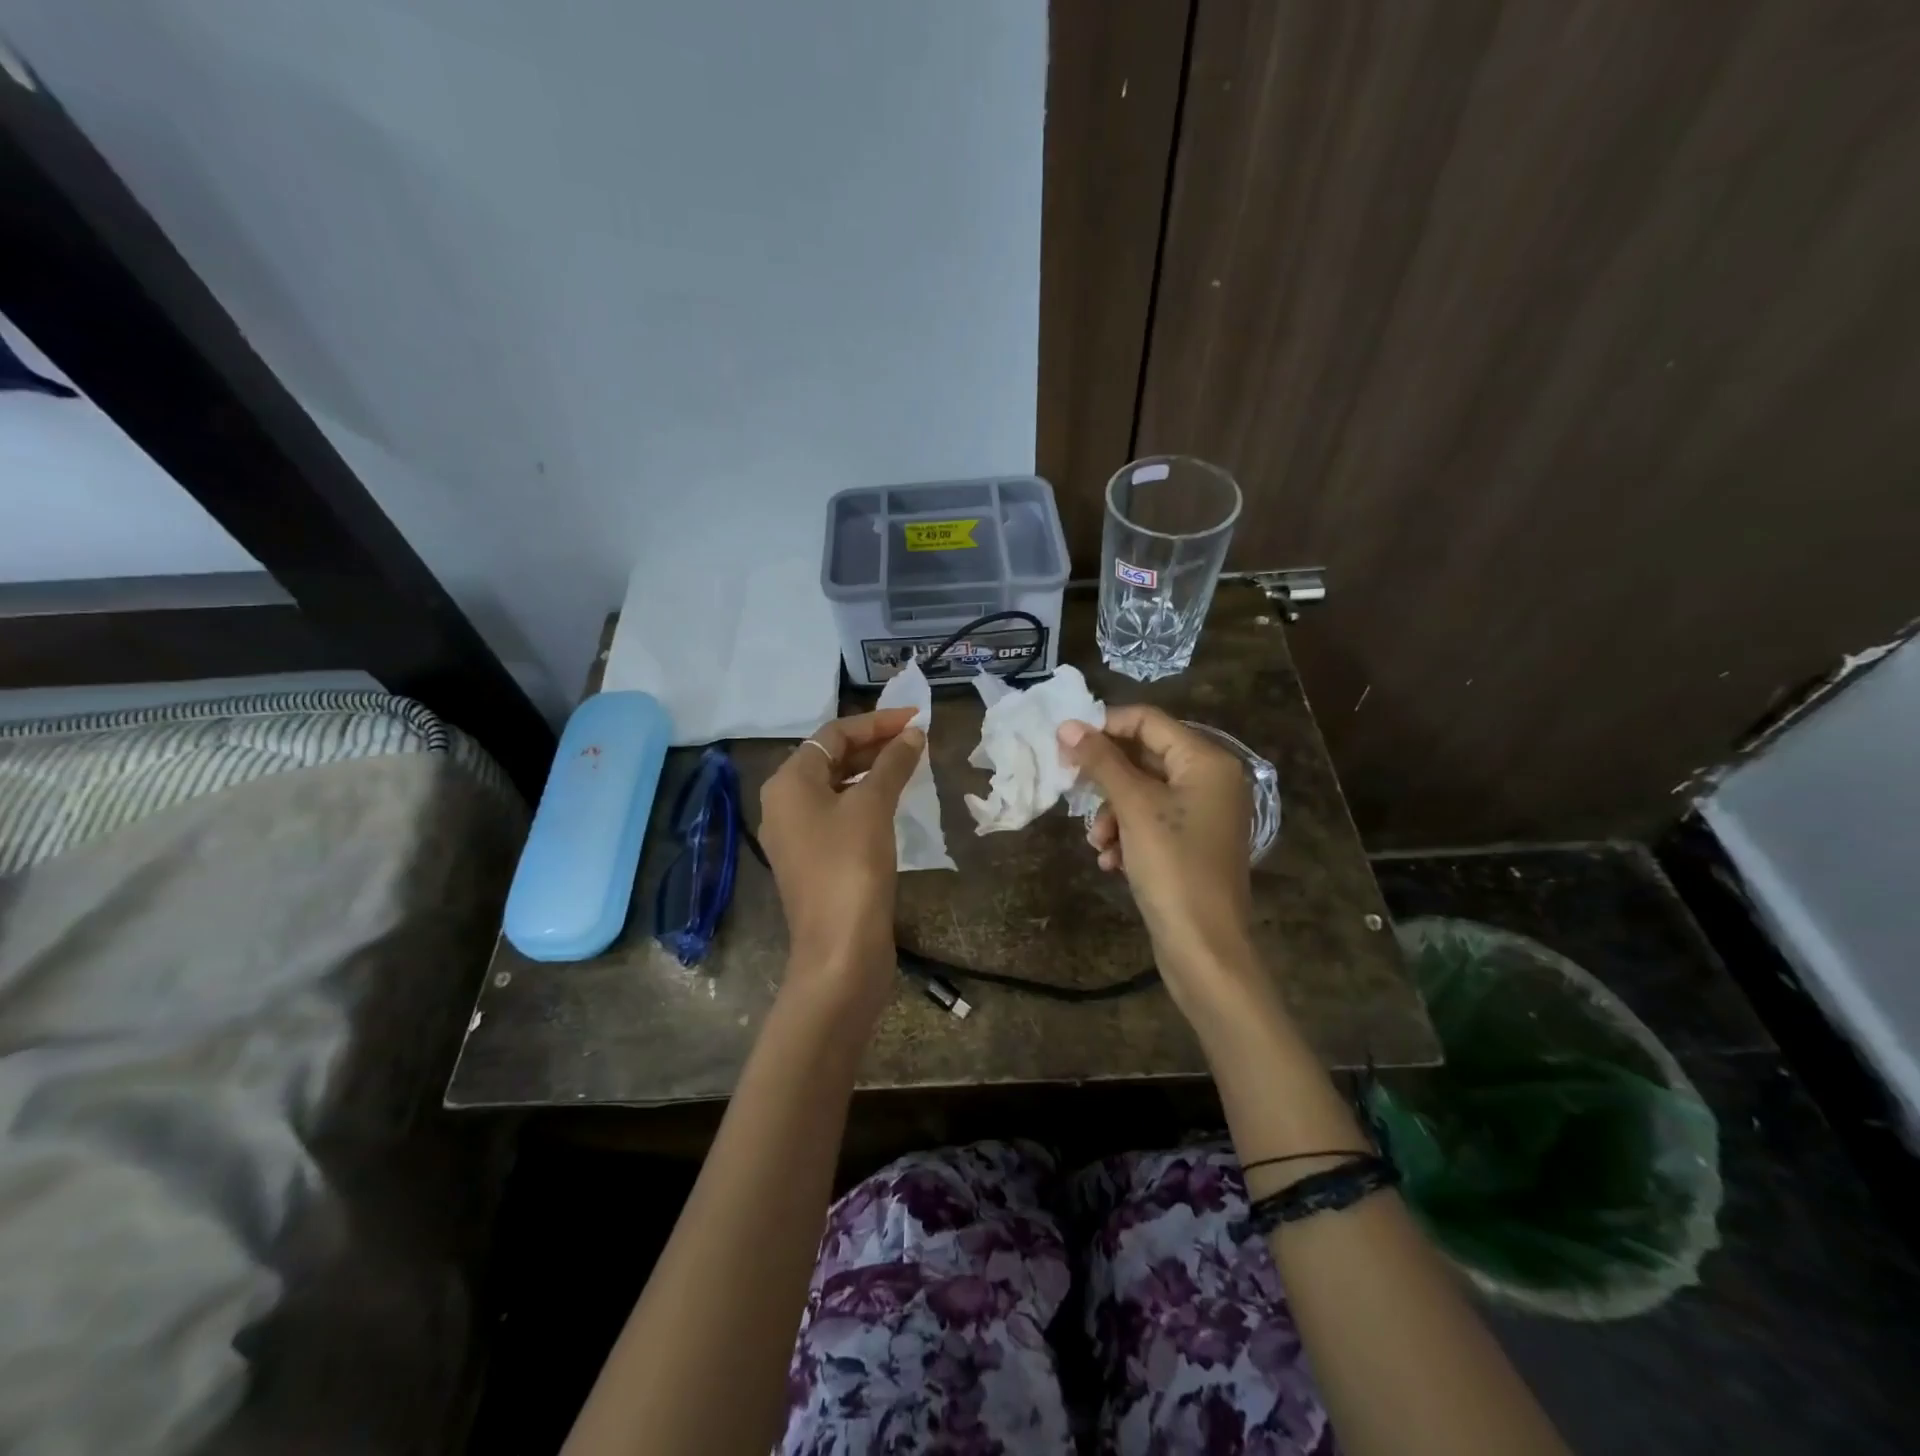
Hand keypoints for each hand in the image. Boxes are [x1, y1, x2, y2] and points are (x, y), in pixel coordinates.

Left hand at [757, 707, 923, 1017]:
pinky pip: (839, 814)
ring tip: (911, 765)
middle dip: (874, 745)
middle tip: (917, 739)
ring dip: (872, 772)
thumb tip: (914, 734)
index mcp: (788, 783)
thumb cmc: (851, 866)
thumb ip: (893, 764)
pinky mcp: (814, 861)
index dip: (876, 722)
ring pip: (836, 787)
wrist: (840, 950)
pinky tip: (894, 803)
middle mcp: (783, 804)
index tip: (916, 719)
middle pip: (831, 758)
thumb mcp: (873, 806)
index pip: (833, 735)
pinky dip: (866, 800)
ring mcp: (797, 835)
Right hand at [1058, 707, 1256, 1006]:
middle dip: (1106, 778)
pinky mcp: (1190, 843)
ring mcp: (1202, 813)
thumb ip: (1101, 761)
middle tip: (1070, 787)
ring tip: (1097, 842)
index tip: (1064, 743)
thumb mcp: (1134, 807)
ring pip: (1141, 792)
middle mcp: (1210, 779)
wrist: (1204, 948)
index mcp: (1206, 760)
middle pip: (1143, 756)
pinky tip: (1111, 862)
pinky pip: (1149, 822)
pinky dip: (1126, 835)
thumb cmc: (1173, 867)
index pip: (1147, 720)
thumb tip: (1067, 725)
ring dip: (1111, 813)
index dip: (1104, 726)